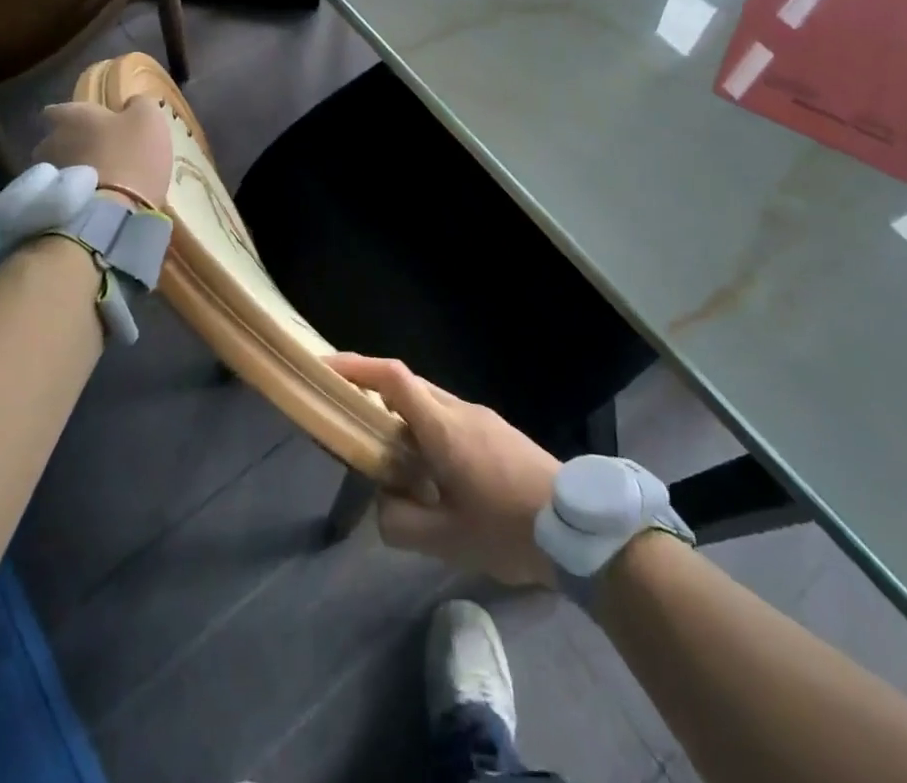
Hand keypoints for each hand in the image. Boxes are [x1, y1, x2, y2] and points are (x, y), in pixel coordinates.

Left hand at [33, 97, 172, 210]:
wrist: (113, 215)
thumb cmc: (132, 156)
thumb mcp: (149, 119)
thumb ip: (139, 104)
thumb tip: (131, 103)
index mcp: (72, 116)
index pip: (59, 109)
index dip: (74, 116)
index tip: (89, 123)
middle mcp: (51, 141)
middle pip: (57, 140)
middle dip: (73, 145)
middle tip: (99, 154)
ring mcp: (49, 176)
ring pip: (60, 168)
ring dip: (74, 172)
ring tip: (98, 183)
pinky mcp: (51, 205)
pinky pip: (64, 194)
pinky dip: (75, 196)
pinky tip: (96, 203)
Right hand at [326, 354, 559, 587]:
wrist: (581, 530)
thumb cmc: (509, 529)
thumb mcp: (446, 540)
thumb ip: (400, 521)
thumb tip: (383, 502)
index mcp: (443, 427)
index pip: (393, 378)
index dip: (356, 367)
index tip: (326, 368)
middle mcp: (460, 410)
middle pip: (407, 385)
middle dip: (372, 393)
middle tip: (347, 421)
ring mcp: (482, 417)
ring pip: (429, 403)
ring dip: (402, 418)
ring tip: (388, 459)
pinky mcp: (497, 431)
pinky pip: (449, 418)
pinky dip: (426, 431)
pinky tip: (430, 473)